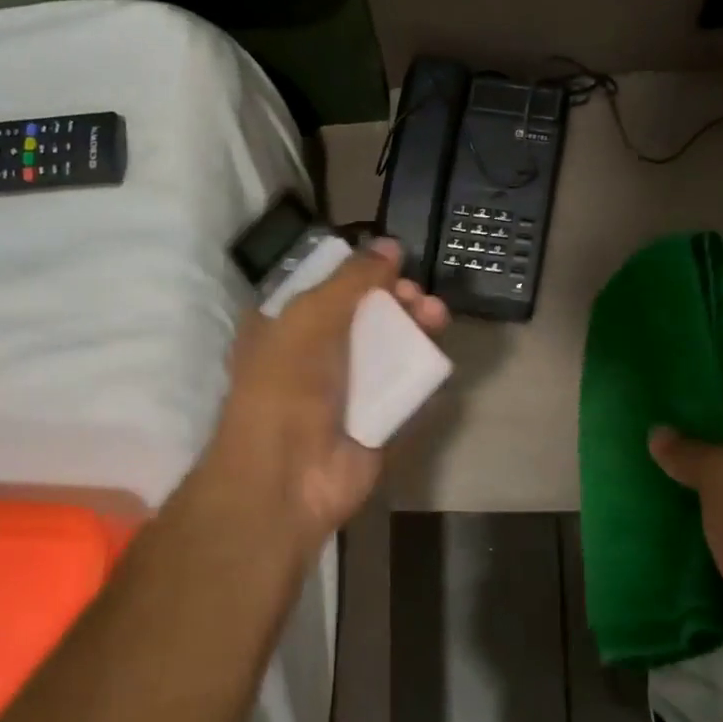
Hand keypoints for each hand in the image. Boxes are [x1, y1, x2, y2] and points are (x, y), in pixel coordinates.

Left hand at [209, 238, 448, 550]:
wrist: (288, 476)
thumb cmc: (286, 386)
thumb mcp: (310, 319)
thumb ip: (352, 280)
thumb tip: (390, 245)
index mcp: (285, 330)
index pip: (327, 291)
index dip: (360, 275)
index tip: (393, 263)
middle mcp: (315, 358)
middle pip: (364, 318)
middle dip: (395, 300)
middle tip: (418, 295)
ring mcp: (346, 392)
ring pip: (388, 350)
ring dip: (413, 328)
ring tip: (436, 315)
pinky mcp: (375, 421)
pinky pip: (403, 388)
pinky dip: (421, 369)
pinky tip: (437, 352)